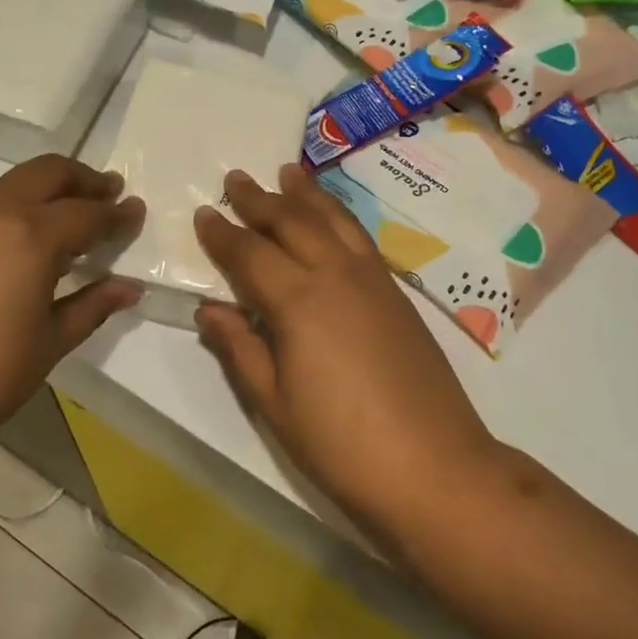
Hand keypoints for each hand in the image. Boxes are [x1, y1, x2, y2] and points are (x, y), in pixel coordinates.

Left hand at [0, 155, 142, 465]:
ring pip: (12, 187)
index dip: (117, 214)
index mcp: (30, 236)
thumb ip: (91, 307)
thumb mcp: (49, 344)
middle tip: (109, 196)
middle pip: (47, 173)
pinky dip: (17, 213)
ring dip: (48, 193)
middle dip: (83, 180)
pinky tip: (23, 252)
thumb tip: (128, 287)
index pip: (87, 213)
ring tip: (70, 225)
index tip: (137, 212)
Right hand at [193, 164, 492, 515]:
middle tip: (236, 178)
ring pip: (334, 220)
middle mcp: (336, 274)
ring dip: (306, 194)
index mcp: (298, 300)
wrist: (433, 466)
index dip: (223, 233)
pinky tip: (333, 218)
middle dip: (260, 199)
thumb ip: (240, 349)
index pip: (250, 254)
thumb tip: (210, 310)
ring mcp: (373, 280)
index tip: (204, 213)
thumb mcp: (274, 403)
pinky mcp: (398, 294)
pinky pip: (360, 237)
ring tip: (288, 172)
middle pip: (292, 222)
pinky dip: (339, 216)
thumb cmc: (340, 444)